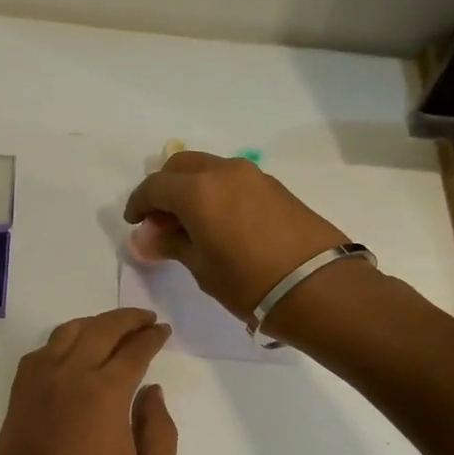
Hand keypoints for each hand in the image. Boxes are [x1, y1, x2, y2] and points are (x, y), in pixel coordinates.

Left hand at [0, 308, 177, 454]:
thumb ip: (160, 431)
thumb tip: (152, 393)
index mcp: (103, 393)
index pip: (133, 350)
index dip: (151, 337)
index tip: (163, 331)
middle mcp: (67, 377)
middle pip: (99, 330)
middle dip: (125, 319)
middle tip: (144, 320)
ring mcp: (35, 386)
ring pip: (64, 334)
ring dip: (92, 324)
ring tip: (112, 329)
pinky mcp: (16, 400)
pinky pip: (39, 354)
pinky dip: (61, 342)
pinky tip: (72, 353)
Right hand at [123, 151, 349, 319]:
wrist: (318, 287)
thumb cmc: (248, 281)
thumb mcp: (201, 267)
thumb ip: (170, 244)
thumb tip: (145, 237)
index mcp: (197, 190)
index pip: (154, 186)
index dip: (138, 203)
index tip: (135, 224)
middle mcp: (223, 172)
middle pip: (181, 166)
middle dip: (164, 188)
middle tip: (161, 221)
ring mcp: (253, 175)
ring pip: (208, 169)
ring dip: (192, 188)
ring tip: (192, 224)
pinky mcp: (275, 187)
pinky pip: (232, 180)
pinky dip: (216, 192)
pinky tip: (221, 223)